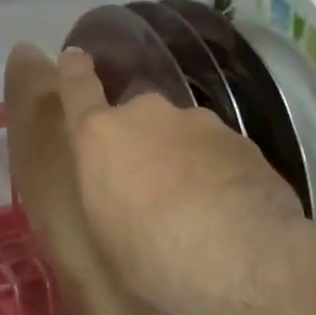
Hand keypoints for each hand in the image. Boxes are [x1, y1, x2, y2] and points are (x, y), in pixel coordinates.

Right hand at [57, 47, 303, 314]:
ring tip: (193, 207)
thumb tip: (120, 191)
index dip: (74, 73)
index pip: (78, 89)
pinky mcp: (241, 140)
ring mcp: (199, 123)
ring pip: (182, 135)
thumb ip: (107, 194)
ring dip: (182, 159)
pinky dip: (216, 173)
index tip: (74, 57)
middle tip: (148, 186)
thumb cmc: (147, 257)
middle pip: (138, 119)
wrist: (235, 257)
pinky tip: (227, 210)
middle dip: (141, 143)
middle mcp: (148, 116)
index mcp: (101, 136)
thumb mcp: (105, 232)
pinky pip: (218, 153)